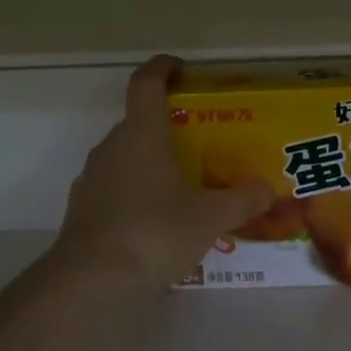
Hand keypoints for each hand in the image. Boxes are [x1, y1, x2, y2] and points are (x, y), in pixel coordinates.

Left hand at [51, 56, 272, 295]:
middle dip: (169, 128)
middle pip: (139, 122)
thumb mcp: (209, 218)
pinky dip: (137, 193)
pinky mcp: (83, 209)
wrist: (91, 283)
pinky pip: (116, 188)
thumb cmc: (154, 232)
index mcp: (141, 133)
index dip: (163, 68)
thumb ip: (241, 200)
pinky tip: (159, 222)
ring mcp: (92, 178)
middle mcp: (112, 146)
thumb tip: (268, 189)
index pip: (146, 82)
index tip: (182, 69)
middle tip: (201, 144)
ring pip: (127, 157)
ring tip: (185, 188)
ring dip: (153, 164)